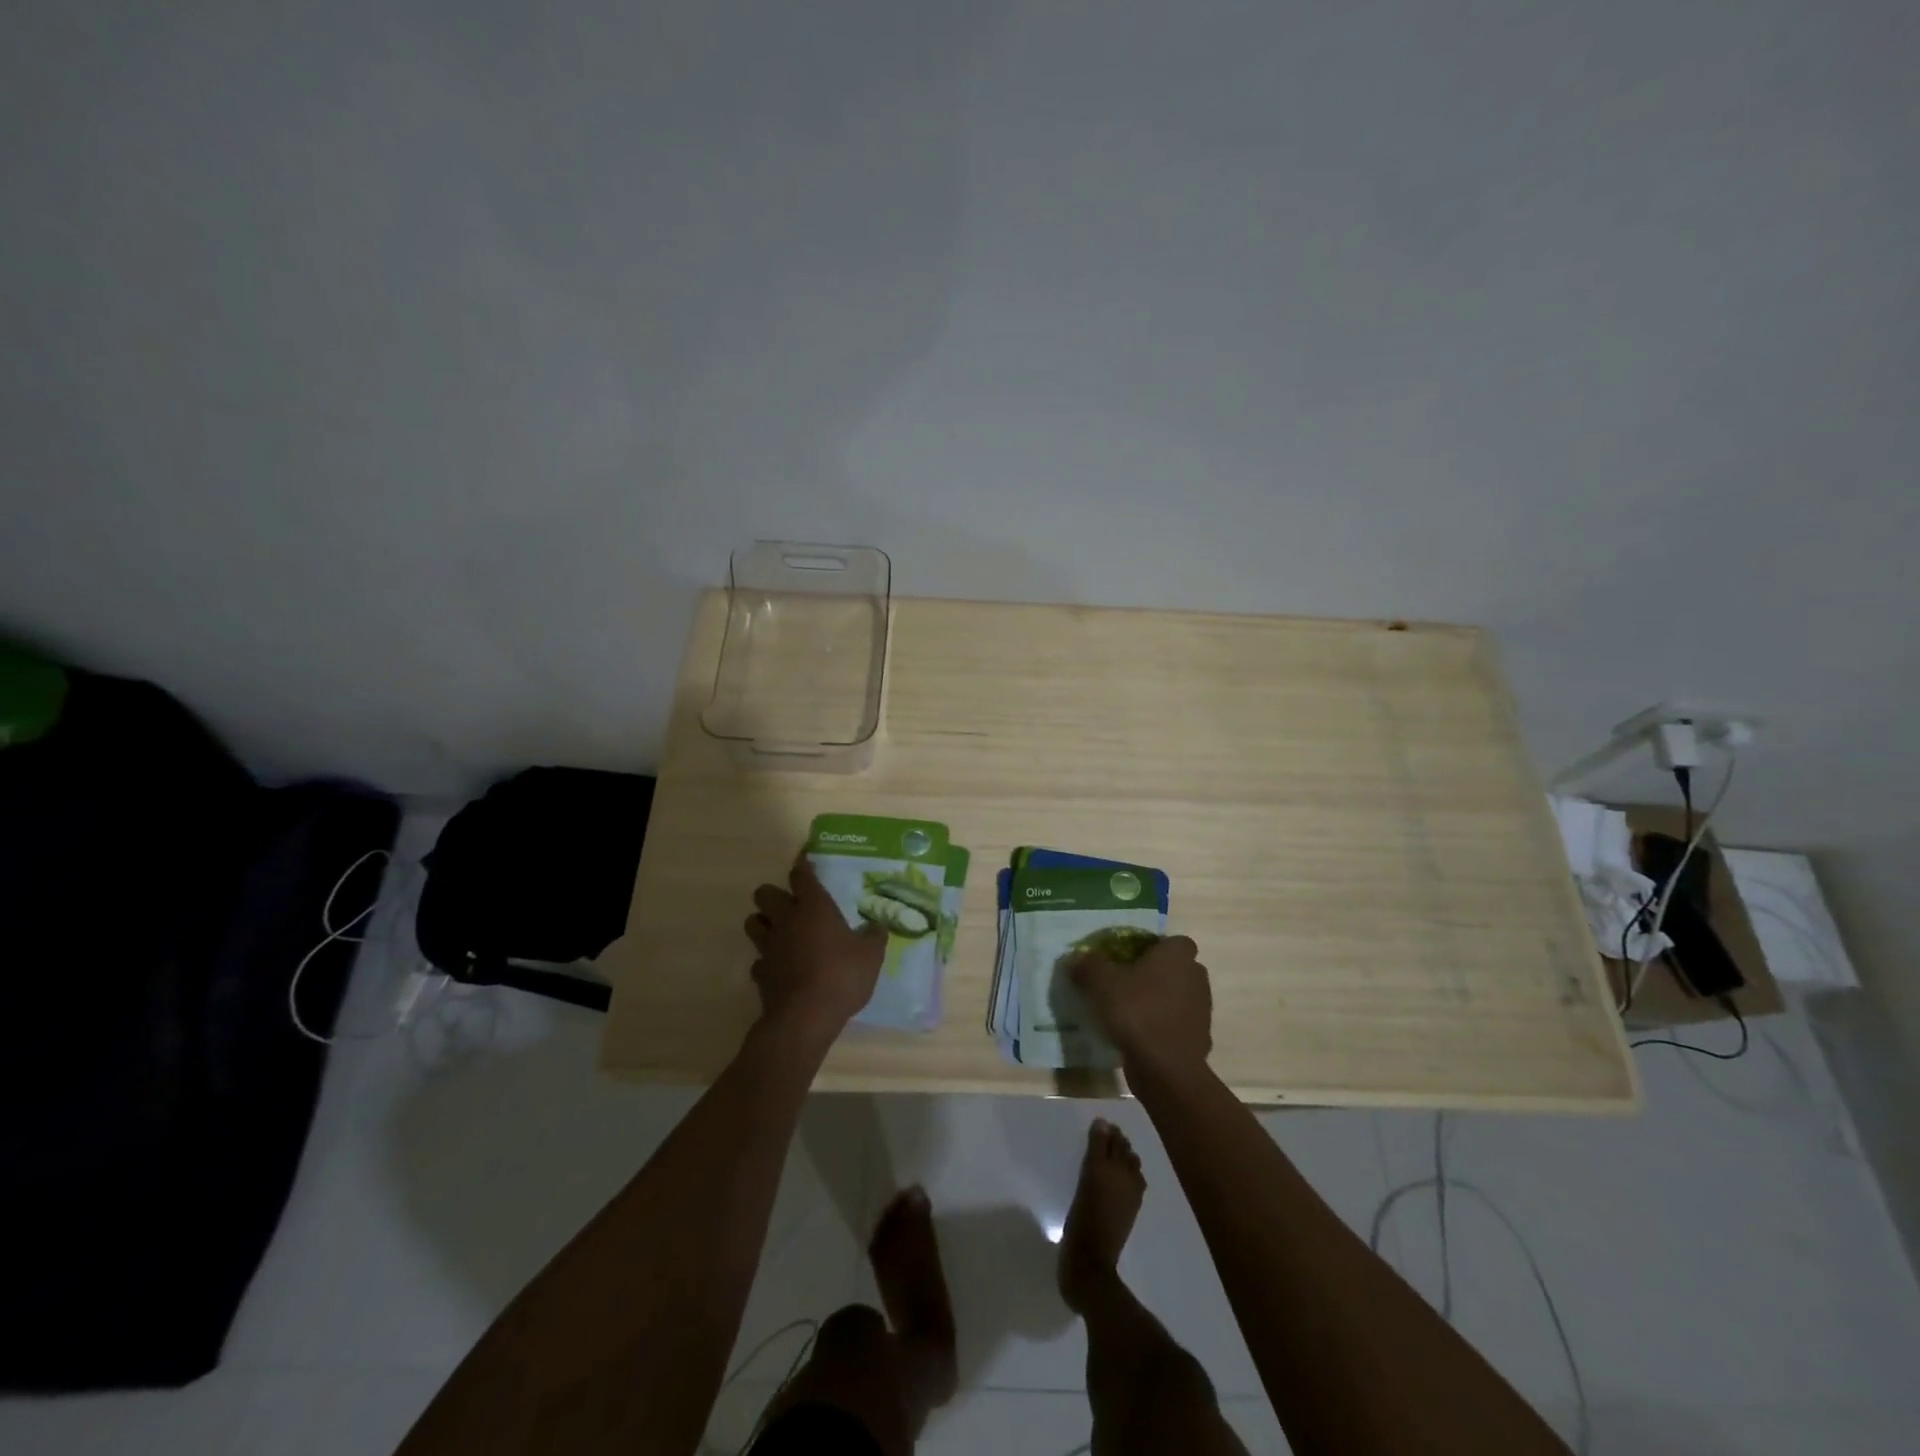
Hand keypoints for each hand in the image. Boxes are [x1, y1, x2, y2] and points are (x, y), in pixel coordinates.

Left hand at [744, 856, 885, 1042]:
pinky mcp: (760, 973)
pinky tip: (780, 968)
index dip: (803, 866)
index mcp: (813, 907)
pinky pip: (758, 959)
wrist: (805, 1017)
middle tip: (791, 905)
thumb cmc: (841, 976)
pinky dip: (767, 960)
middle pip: (764, 893)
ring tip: (780, 932)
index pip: (801, 875)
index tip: (805, 861)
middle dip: (773, 895)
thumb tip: (877, 926)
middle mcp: (786, 920)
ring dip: (763, 923)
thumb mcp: (871, 955)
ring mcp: (768, 946)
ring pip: (752, 922)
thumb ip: (874, 936)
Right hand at [1071, 934, 1212, 1077]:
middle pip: (1177, 969)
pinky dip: (1163, 1027)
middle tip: (1128, 983)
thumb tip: (1075, 959)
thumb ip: (1087, 965)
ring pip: (1179, 997)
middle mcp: (1195, 977)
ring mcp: (1201, 1010)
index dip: (1154, 948)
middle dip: (1157, 974)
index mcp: (1177, 955)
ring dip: (1160, 1001)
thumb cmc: (1136, 1011)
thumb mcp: (1100, 982)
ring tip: (1130, 1012)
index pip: (1174, 942)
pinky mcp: (1199, 1038)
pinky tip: (1140, 1036)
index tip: (1132, 959)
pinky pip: (1178, 1024)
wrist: (1165, 1067)